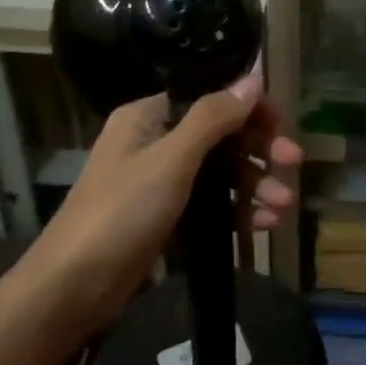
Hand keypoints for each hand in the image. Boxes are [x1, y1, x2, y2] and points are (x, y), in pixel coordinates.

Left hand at [0, 73, 302, 364]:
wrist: (71, 289)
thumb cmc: (121, 213)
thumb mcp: (171, 160)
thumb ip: (214, 117)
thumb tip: (253, 75)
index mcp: (150, 116)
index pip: (211, 98)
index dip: (250, 110)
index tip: (282, 128)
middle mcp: (156, 141)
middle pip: (221, 135)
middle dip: (259, 151)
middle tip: (294, 165)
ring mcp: (161, 181)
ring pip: (220, 171)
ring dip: (253, 185)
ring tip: (283, 209)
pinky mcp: (166, 216)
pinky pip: (211, 203)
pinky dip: (237, 211)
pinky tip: (264, 225)